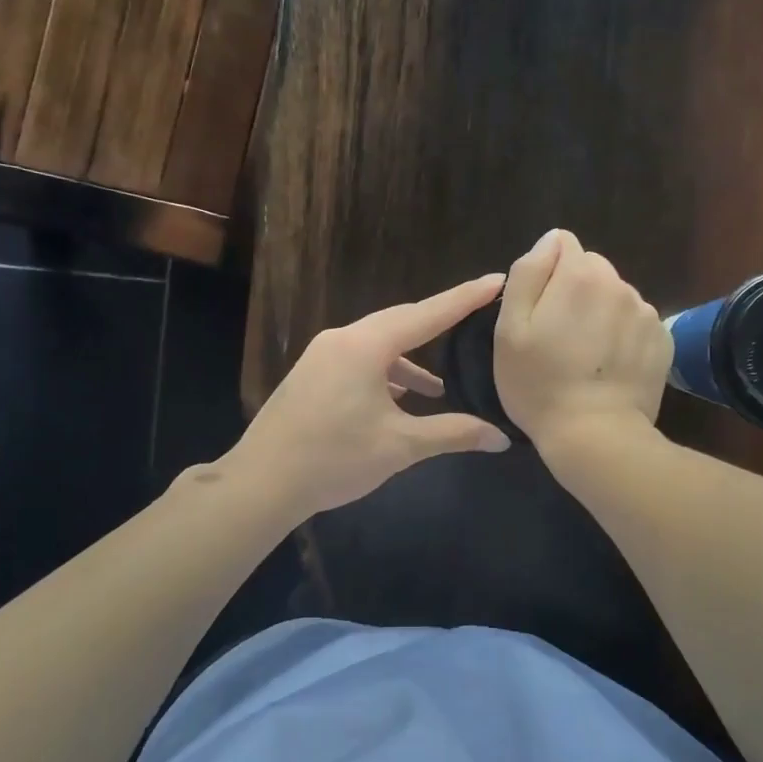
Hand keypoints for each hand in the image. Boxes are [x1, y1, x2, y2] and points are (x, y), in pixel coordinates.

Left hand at [228, 275, 512, 518]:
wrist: (262, 482)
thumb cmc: (334, 458)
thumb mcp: (400, 445)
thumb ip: (453, 433)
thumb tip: (500, 438)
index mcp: (366, 346)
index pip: (427, 314)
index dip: (465, 298)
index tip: (496, 280)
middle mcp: (342, 339)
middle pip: (401, 321)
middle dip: (439, 322)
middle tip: (475, 316)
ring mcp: (322, 355)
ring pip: (378, 344)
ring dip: (410, 359)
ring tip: (439, 385)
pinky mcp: (312, 374)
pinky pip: (359, 360)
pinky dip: (386, 372)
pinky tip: (399, 398)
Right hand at [494, 230, 670, 452]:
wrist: (595, 435)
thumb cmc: (539, 383)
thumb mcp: (509, 329)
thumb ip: (528, 273)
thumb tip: (550, 241)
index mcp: (580, 274)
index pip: (561, 246)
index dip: (545, 276)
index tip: (539, 313)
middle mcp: (619, 283)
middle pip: (591, 270)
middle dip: (575, 292)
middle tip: (559, 338)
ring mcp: (646, 312)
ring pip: (614, 297)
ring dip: (600, 314)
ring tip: (586, 357)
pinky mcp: (663, 340)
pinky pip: (636, 323)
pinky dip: (622, 336)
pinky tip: (609, 367)